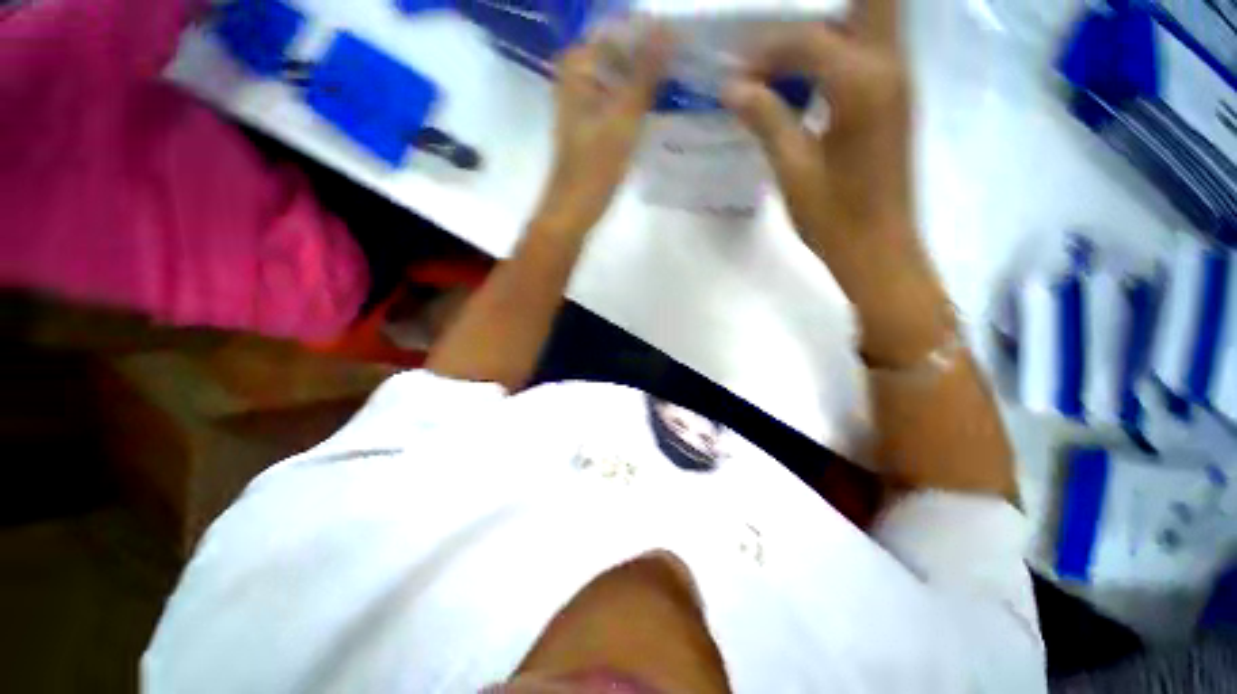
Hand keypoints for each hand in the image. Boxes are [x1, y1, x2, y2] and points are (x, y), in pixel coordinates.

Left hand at [532, 30, 670, 234]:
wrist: (574, 209)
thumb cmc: (594, 169)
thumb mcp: (624, 119)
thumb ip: (646, 73)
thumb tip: (668, 27)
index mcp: (578, 65)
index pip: (619, 28)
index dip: (650, 33)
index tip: (682, 41)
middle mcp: (578, 74)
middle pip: (621, 49)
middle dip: (651, 54)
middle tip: (687, 61)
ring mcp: (585, 98)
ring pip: (622, 74)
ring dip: (648, 75)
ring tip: (681, 78)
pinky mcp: (594, 119)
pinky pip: (620, 95)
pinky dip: (639, 96)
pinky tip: (662, 100)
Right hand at [723, 2, 951, 366]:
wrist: (877, 249)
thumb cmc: (833, 217)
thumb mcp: (793, 169)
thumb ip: (766, 119)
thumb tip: (733, 88)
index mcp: (862, 84)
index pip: (809, 39)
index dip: (766, 50)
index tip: (735, 74)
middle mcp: (890, 68)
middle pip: (865, 3)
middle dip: (813, 14)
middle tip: (773, 41)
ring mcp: (898, 82)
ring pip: (869, 24)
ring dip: (825, 29)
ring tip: (782, 58)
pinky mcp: (895, 101)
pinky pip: (868, 53)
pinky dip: (836, 52)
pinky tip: (805, 80)